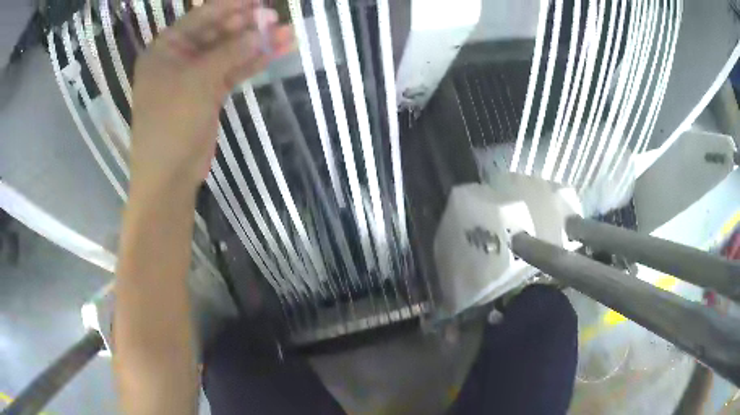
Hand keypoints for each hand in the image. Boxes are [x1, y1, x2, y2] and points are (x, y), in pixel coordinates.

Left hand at [129, 0, 293, 194]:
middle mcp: (178, 58)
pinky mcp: (208, 93)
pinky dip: (253, 62)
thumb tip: (263, 30)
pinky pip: (233, 70)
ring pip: (228, 52)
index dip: (231, 5)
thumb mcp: (198, 81)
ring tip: (286, 32)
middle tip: (275, 17)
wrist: (169, 176)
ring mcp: (194, 76)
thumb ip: (230, 52)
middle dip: (247, 24)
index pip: (202, 16)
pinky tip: (276, 51)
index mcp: (165, 48)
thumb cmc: (171, 123)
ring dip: (255, 43)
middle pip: (217, 32)